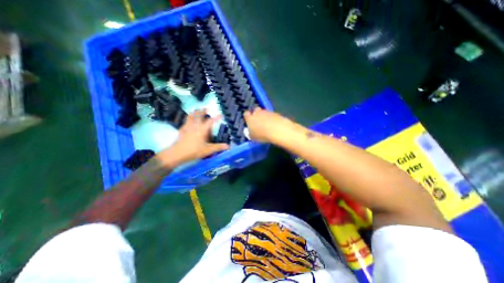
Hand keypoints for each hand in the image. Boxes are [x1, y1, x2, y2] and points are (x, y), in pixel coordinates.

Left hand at [157, 109, 229, 167]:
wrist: (177, 153)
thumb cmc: (194, 151)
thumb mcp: (208, 150)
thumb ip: (218, 147)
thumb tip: (228, 146)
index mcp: (202, 130)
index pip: (210, 121)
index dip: (216, 118)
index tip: (221, 115)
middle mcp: (195, 126)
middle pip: (198, 116)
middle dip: (203, 111)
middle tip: (206, 108)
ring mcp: (187, 128)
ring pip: (190, 117)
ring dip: (194, 113)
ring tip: (196, 110)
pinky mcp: (181, 131)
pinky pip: (184, 123)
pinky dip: (187, 120)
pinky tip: (186, 122)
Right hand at [244, 108, 298, 143]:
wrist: (277, 130)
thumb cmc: (262, 135)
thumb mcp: (253, 138)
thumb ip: (250, 133)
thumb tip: (250, 132)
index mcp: (250, 118)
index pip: (246, 114)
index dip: (247, 117)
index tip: (249, 121)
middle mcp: (257, 113)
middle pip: (255, 110)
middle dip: (256, 114)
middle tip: (258, 122)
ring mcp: (266, 112)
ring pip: (264, 112)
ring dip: (264, 116)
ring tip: (267, 124)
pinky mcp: (275, 113)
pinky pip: (271, 114)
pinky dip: (271, 118)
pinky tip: (273, 124)